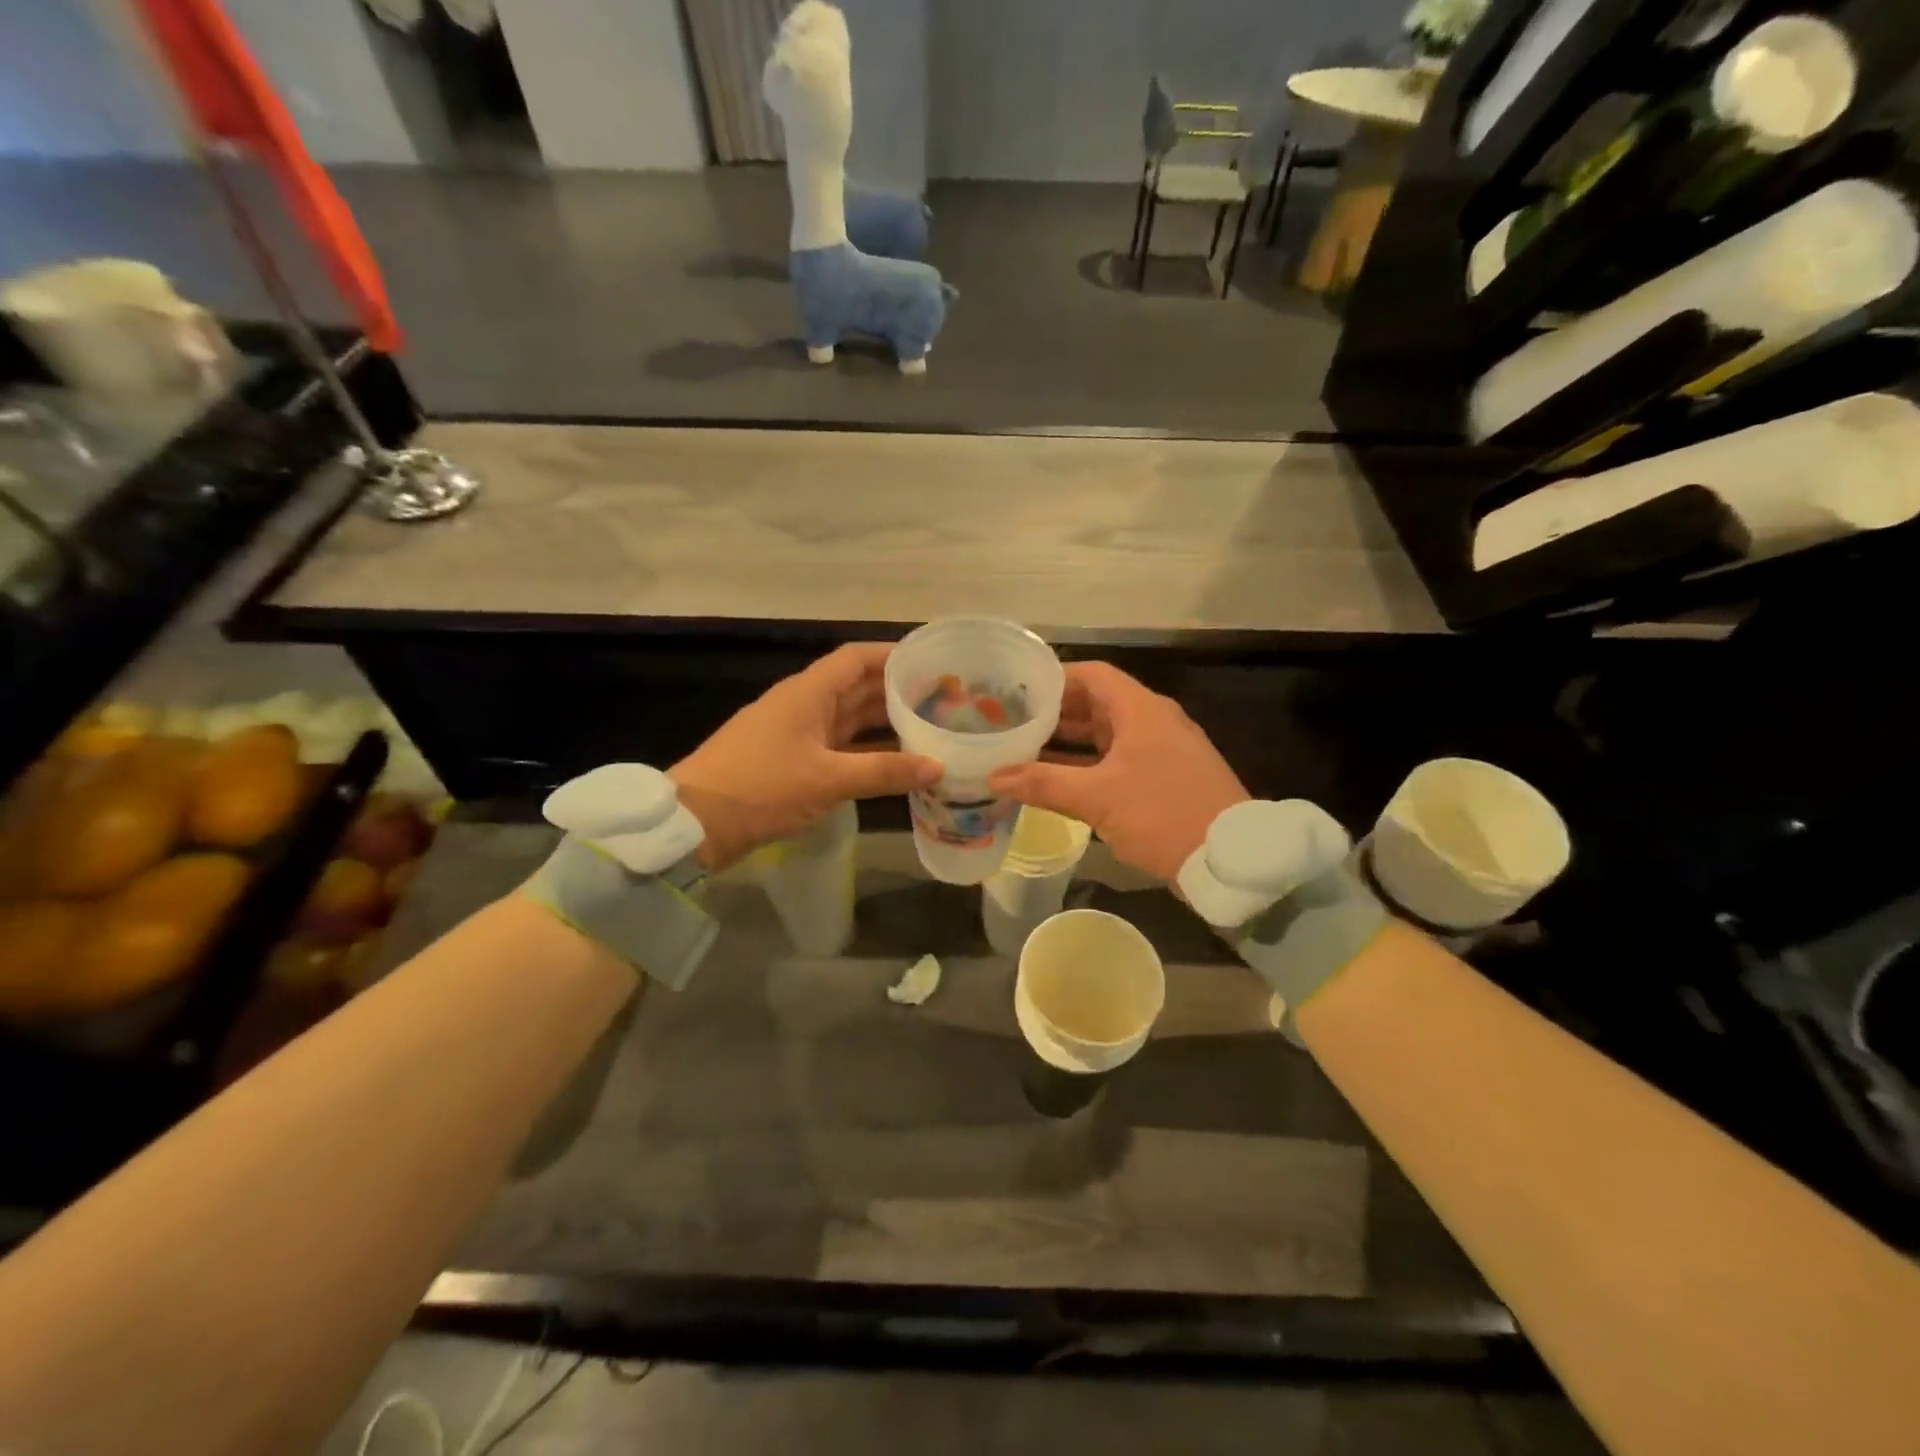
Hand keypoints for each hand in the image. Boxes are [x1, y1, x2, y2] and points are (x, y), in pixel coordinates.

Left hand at [669, 643, 939, 871]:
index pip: (857, 658)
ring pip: (850, 720)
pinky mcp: (792, 763)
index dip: (893, 655)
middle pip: (858, 688)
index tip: (931, 662)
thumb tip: (938, 766)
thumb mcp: (827, 779)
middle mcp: (804, 706)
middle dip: (897, 693)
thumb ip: (885, 771)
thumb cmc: (761, 787)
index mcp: (808, 693)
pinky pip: (840, 749)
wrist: (695, 824)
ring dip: (885, 725)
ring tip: (929, 730)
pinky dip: (867, 754)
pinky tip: (896, 765)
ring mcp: (797, 735)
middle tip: (942, 701)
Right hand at [988, 662, 1247, 882]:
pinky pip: (1118, 761)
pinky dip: (1088, 767)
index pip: (1091, 675)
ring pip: (1106, 736)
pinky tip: (1058, 784)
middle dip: (1055, 715)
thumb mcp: (1097, 798)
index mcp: (1140, 709)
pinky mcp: (1166, 778)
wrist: (1231, 859)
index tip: (1017, 693)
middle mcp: (1152, 721)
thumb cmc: (1162, 814)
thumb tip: (993, 777)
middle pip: (1096, 704)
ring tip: (1025, 753)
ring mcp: (1162, 750)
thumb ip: (1043, 783)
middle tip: (1012, 725)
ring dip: (1069, 744)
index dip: (1054, 679)